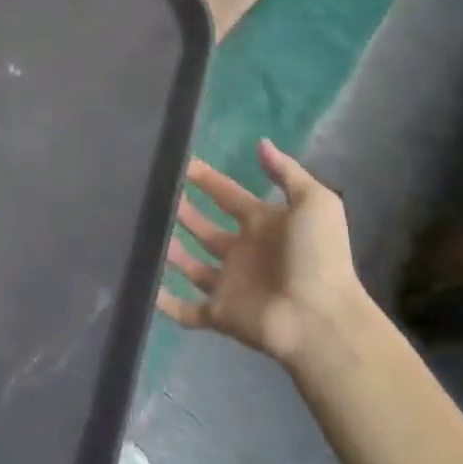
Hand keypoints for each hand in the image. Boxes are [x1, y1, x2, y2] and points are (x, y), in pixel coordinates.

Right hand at [157, 140, 366, 362]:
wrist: (321, 320)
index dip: (205, 179)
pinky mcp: (220, 314)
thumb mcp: (315, 203)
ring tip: (141, 230)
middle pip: (204, 229)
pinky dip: (164, 302)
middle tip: (151, 193)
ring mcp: (230, 285)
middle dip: (181, 211)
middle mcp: (243, 253)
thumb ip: (287, 172)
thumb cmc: (317, 257)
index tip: (176, 162)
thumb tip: (261, 143)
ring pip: (191, 265)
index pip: (227, 195)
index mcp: (263, 225)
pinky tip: (142, 287)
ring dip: (169, 250)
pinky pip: (186, 310)